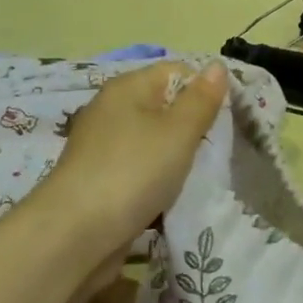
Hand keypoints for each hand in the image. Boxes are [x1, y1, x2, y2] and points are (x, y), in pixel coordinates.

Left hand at [35, 59, 228, 256]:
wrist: (74, 236)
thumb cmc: (133, 172)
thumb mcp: (178, 132)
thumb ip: (201, 100)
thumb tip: (216, 66)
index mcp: (127, 88)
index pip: (176, 72)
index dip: (205, 90)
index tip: (227, 119)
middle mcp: (111, 111)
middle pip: (165, 108)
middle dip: (194, 128)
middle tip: (219, 151)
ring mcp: (103, 148)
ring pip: (154, 143)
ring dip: (177, 159)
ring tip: (200, 177)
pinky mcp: (100, 181)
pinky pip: (140, 171)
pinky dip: (157, 182)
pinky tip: (172, 198)